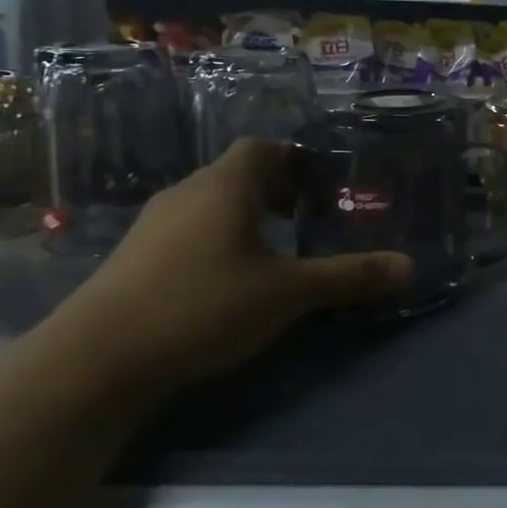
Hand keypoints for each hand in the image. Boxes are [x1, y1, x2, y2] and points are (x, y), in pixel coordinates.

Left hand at [43, 138, 410, 393]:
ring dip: (246, 217)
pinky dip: (217, 239)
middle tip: (309, 219)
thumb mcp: (289, 293)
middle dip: (278, 191)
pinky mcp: (133, 257)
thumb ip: (350, 276)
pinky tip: (228, 280)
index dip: (297, 160)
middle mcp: (187, 192)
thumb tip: (410, 266)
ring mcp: (153, 225)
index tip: (323, 187)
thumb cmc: (204, 305)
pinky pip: (188, 230)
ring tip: (275, 251)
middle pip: (239, 174)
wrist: (96, 360)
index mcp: (226, 186)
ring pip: (211, 203)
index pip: (264, 147)